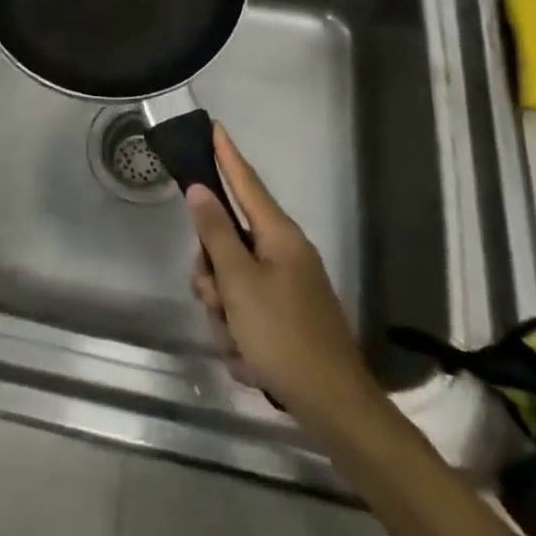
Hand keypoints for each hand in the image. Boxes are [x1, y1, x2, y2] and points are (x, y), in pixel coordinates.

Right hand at [187, 124, 378, 418]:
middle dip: (212, 272)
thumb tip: (200, 188)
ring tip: (236, 341)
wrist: (335, 408)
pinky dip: (239, 333)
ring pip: (231, 280)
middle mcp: (283, 253)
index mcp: (278, 236)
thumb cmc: (284, 336)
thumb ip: (215, 232)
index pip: (246, 182)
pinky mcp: (284, 316)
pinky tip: (249, 359)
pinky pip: (245, 310)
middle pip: (228, 241)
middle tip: (213, 298)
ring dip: (224, 310)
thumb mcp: (239, 283)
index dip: (226, 155)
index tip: (214, 126)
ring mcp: (286, 286)